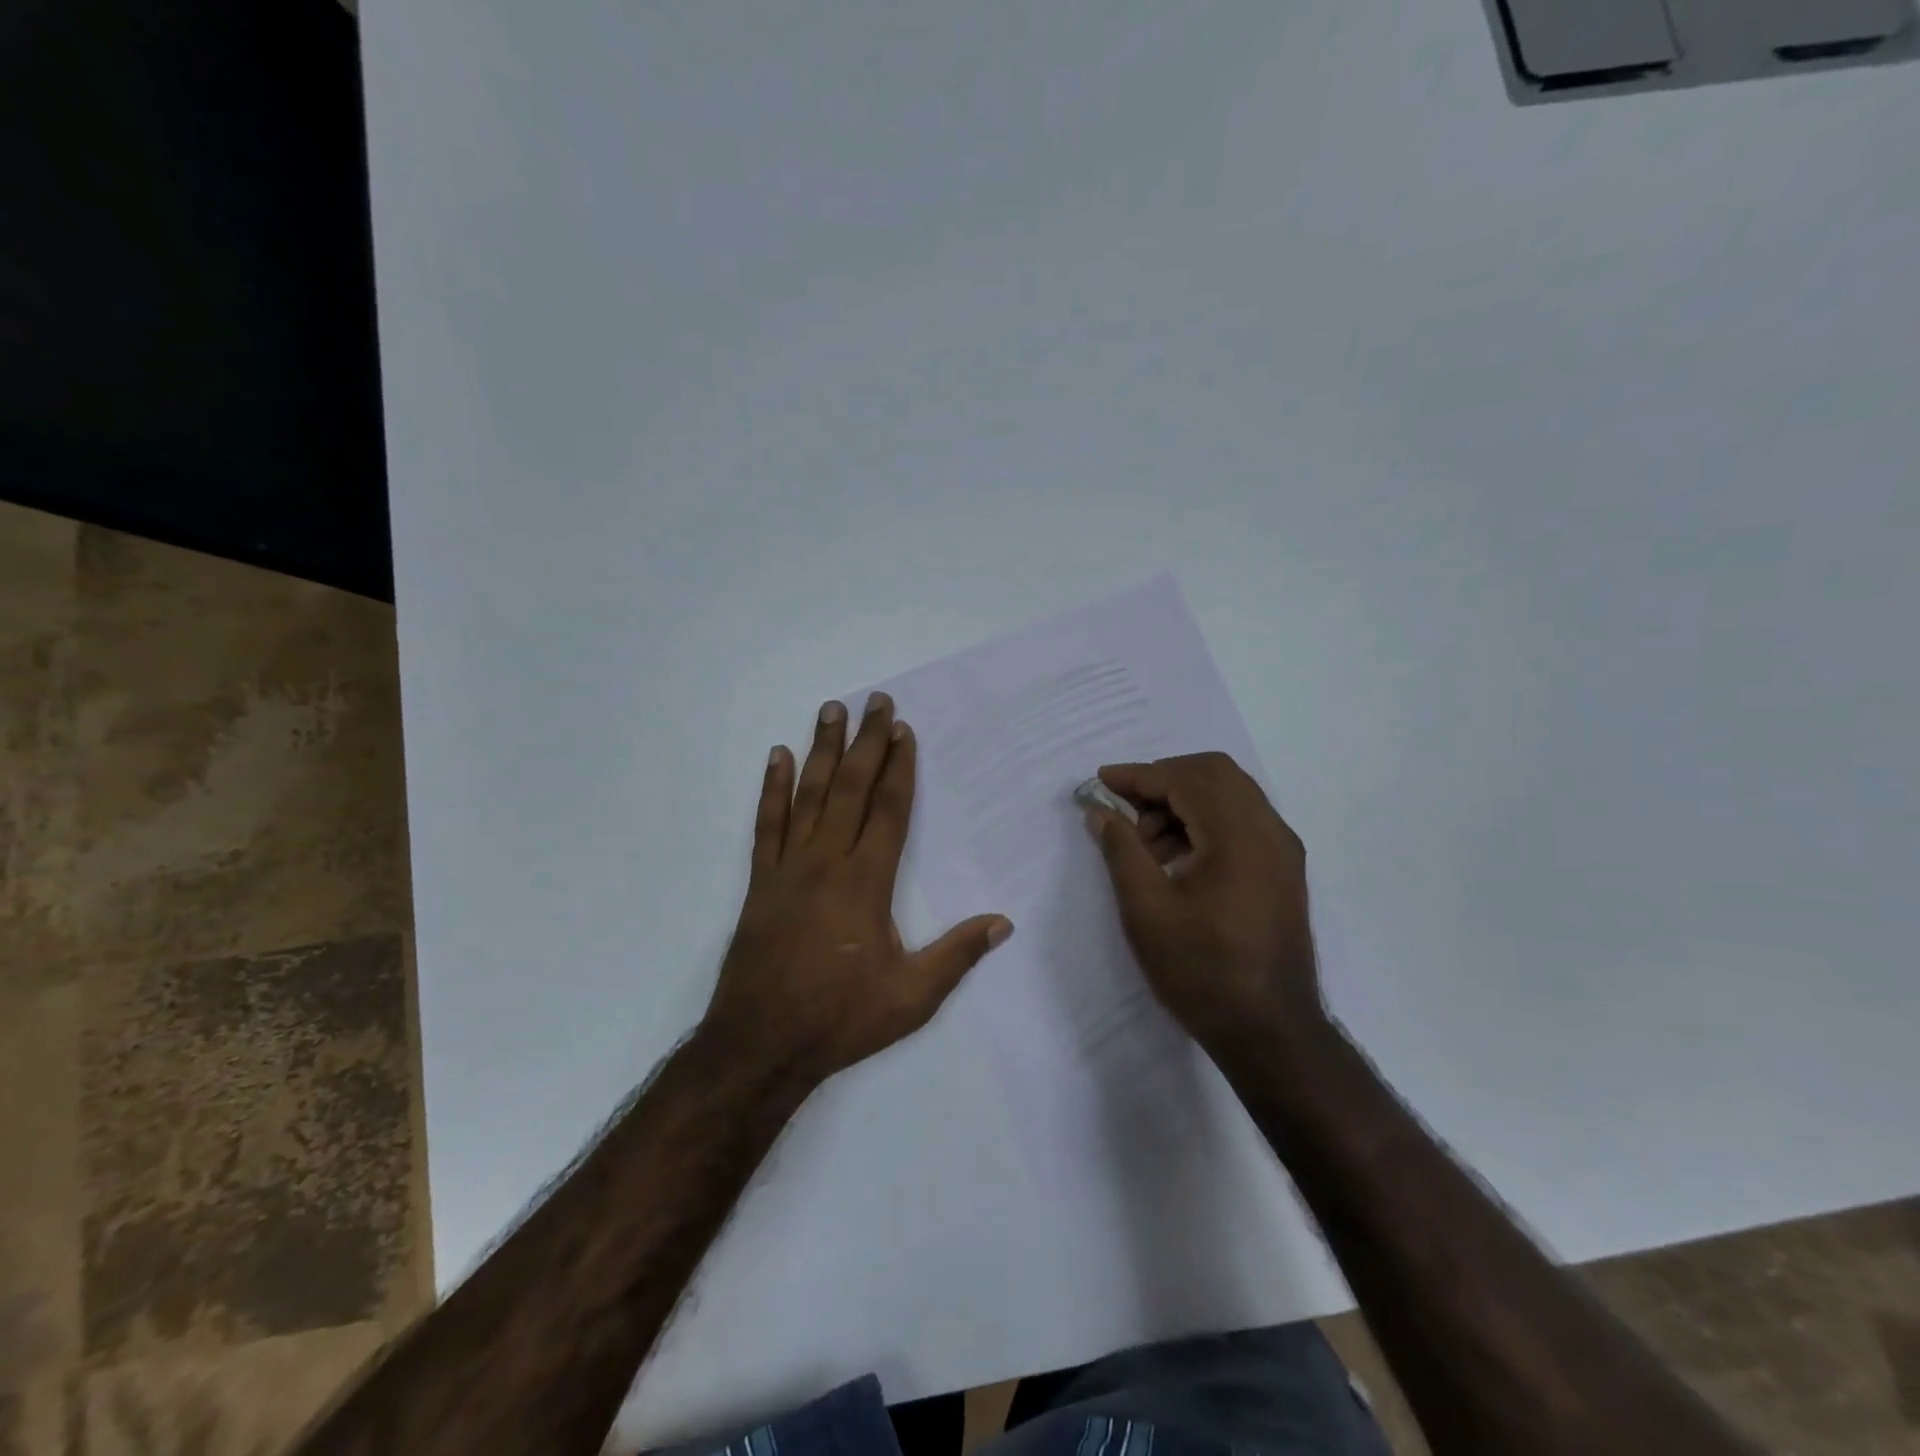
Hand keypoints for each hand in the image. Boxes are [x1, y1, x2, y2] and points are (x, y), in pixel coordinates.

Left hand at [701, 693, 1013, 1085]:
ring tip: (831, 710)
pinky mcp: (760, 881)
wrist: (760, 1044)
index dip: (899, 767)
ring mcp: (788, 867)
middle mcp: (827, 861)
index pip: (889, 810)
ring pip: (809, 794)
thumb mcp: (912, 997)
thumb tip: (1003, 922)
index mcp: (867, 882)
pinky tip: (778, 757)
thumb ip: (957, 955)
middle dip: (866, 742)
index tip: (903, 730)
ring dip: (822, 750)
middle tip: (875, 700)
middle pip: (851, 788)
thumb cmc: (841, 1018)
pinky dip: (772, 788)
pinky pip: (766, 823)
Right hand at [1084, 752, 1326, 1061]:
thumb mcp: (1146, 909)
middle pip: (1214, 773)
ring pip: (1230, 795)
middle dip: (1163, 780)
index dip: (1138, 775)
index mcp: (1238, 835)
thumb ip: (1121, 849)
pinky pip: (1242, 821)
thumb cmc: (1201, 971)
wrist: (1271, 1033)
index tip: (1101, 782)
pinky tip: (1176, 857)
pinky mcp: (1283, 870)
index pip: (1185, 779)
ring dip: (1183, 801)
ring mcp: (1282, 850)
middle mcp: (1269, 830)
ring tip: (1145, 842)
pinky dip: (1205, 821)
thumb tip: (1100, 810)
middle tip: (1125, 807)